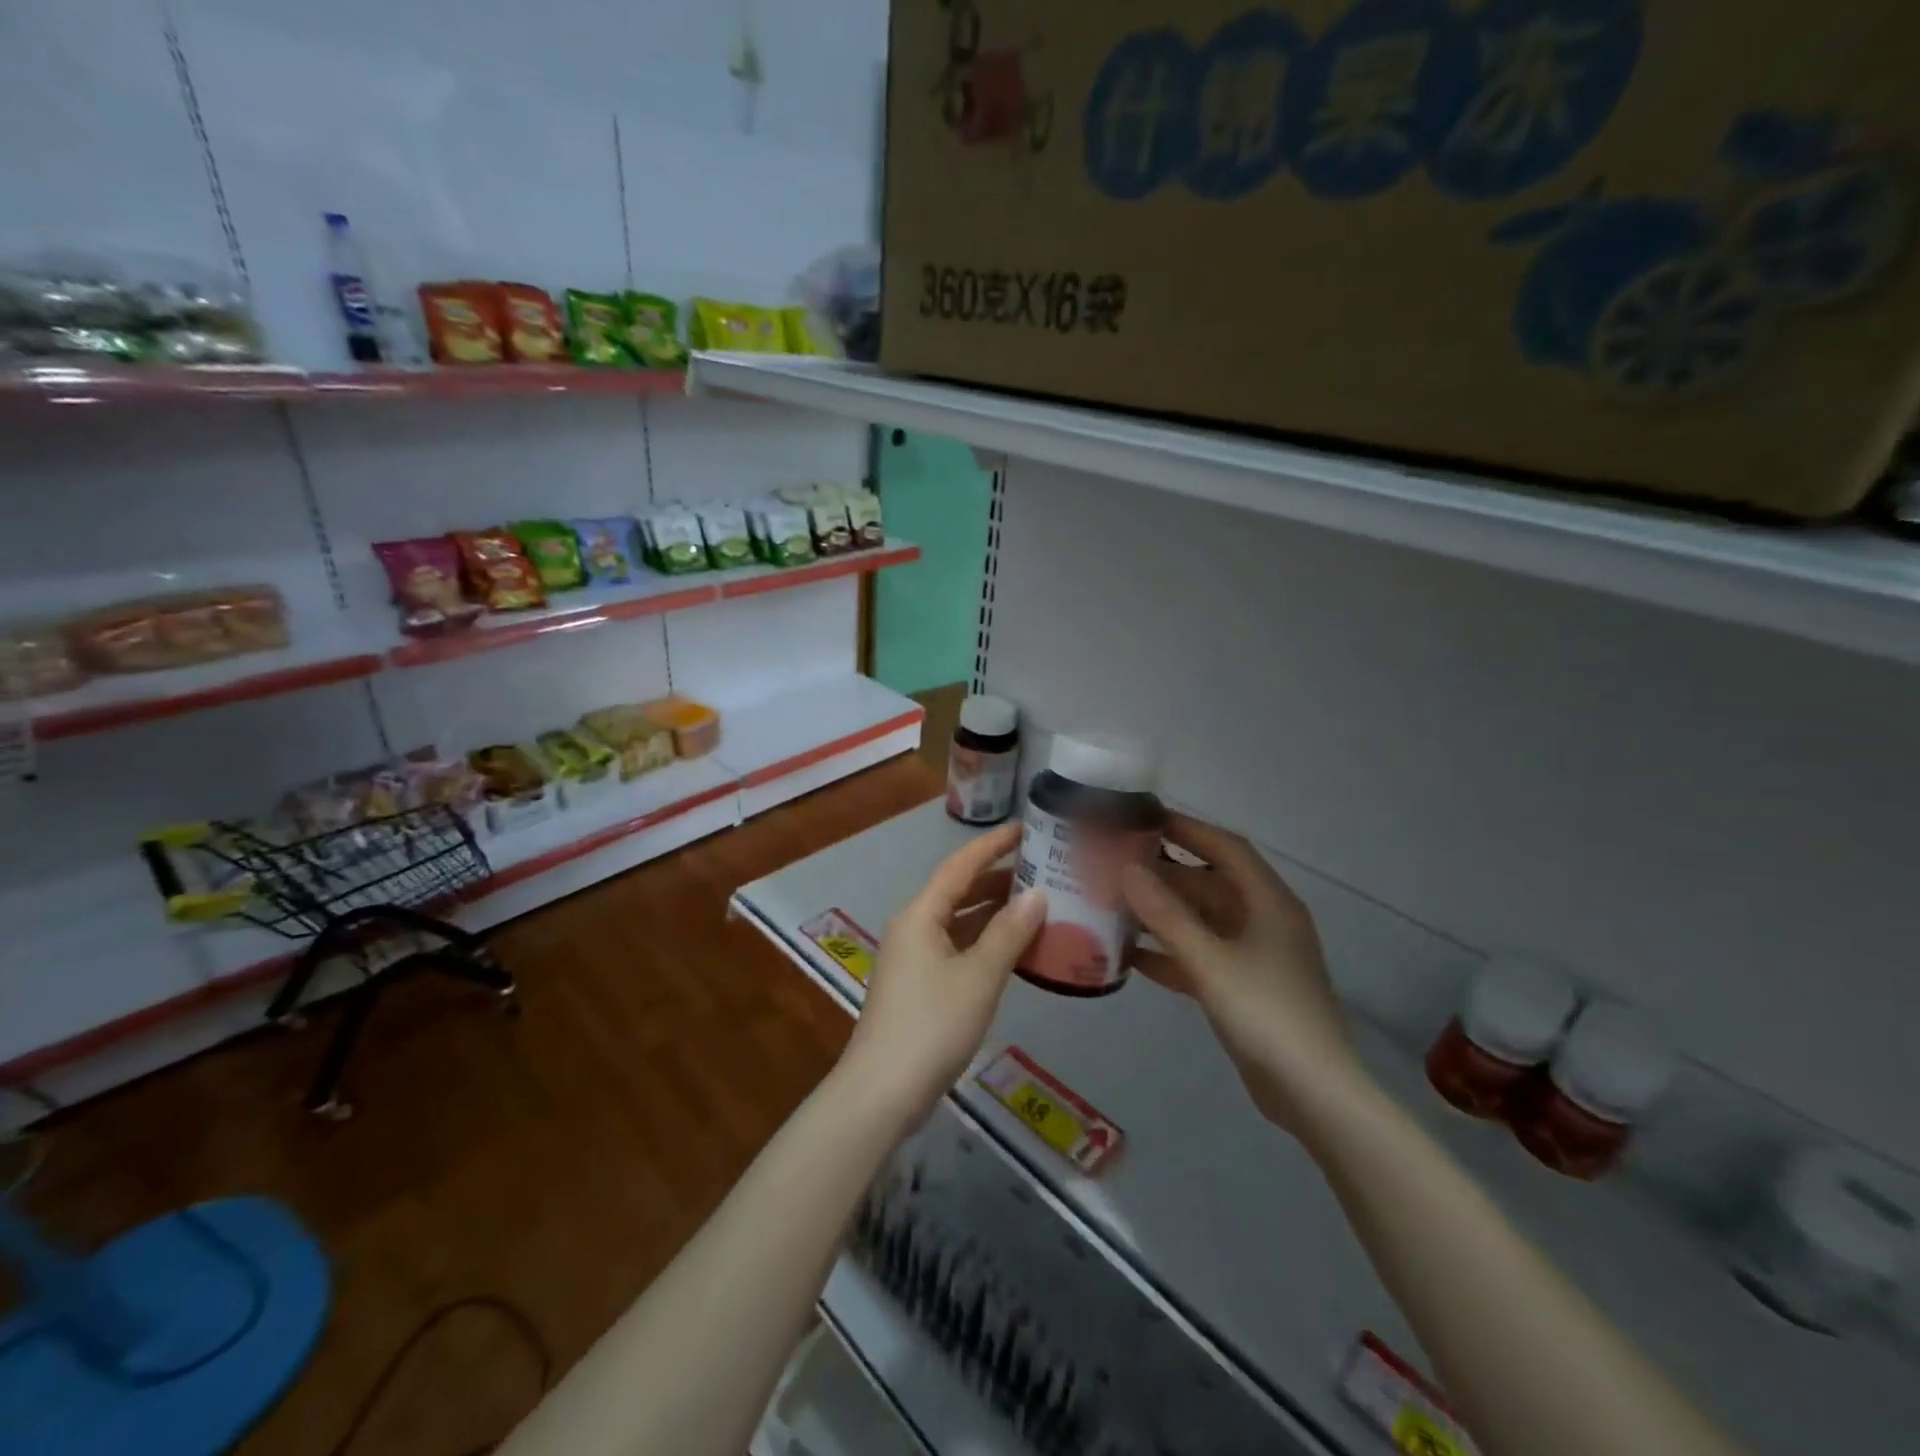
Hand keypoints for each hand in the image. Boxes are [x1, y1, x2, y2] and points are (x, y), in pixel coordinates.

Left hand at [839, 824, 1044, 1124]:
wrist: (882, 1093)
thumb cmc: (931, 1025)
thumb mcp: (979, 977)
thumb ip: (1009, 934)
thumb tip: (1038, 895)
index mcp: (921, 914)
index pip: (960, 865)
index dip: (993, 845)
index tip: (1025, 827)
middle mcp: (914, 927)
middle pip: (960, 891)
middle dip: (999, 878)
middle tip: (1044, 868)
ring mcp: (915, 958)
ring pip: (960, 922)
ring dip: (995, 913)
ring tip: (1039, 904)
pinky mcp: (921, 985)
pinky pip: (959, 948)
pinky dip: (987, 943)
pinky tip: (1016, 950)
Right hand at [1120, 813, 1367, 1136]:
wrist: (1314, 1095)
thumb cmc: (1267, 1015)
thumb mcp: (1211, 961)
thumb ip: (1166, 915)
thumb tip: (1126, 869)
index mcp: (1268, 902)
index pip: (1225, 847)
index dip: (1187, 828)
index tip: (1143, 817)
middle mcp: (1262, 921)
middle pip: (1208, 883)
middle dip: (1163, 873)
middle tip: (1113, 863)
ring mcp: (1253, 956)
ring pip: (1200, 920)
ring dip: (1161, 913)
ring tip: (1112, 903)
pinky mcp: (1242, 988)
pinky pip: (1199, 956)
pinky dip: (1169, 952)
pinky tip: (1130, 955)